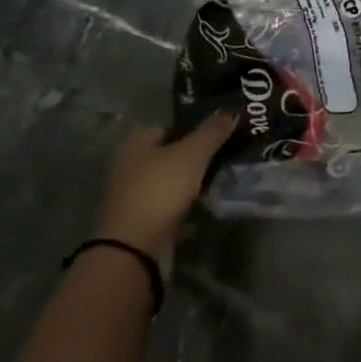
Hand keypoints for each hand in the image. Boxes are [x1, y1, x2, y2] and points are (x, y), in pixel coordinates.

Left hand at [92, 112, 234, 271]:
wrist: (133, 251)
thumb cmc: (159, 190)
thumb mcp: (192, 154)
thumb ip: (212, 131)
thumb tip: (230, 110)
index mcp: (136, 141)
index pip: (170, 125)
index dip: (196, 127)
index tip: (222, 133)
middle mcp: (130, 165)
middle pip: (171, 153)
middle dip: (197, 156)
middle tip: (226, 156)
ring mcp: (134, 195)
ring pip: (172, 181)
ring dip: (193, 183)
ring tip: (222, 180)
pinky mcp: (141, 222)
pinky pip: (170, 205)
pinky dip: (186, 205)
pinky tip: (207, 206)